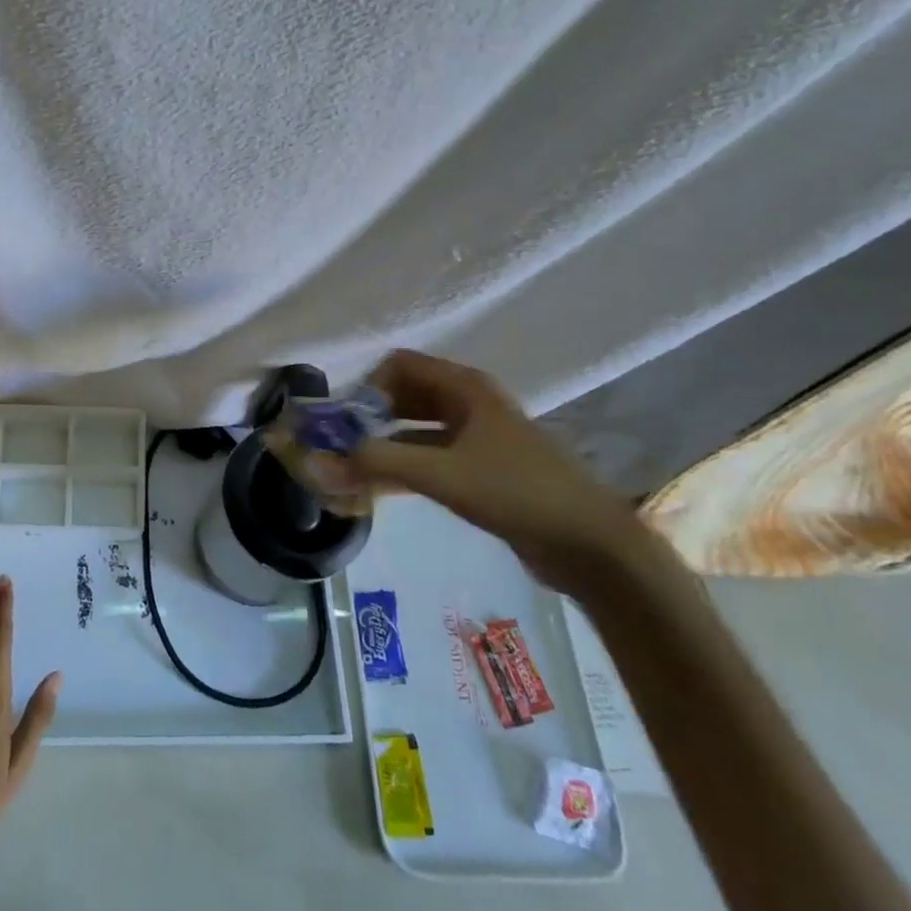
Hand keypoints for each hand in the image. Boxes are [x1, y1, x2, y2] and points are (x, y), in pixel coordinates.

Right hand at [331, 351, 658, 595]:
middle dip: (369, 418)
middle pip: (404, 396)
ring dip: (382, 446)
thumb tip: (319, 462)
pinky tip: (375, 492)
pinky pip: (429, 458)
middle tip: (339, 448)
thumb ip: (378, 463)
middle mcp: (467, 403)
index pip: (399, 365)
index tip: (346, 421)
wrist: (591, 545)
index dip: (367, 385)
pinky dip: (401, 469)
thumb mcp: (442, 473)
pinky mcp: (479, 470)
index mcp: (464, 387)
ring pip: (414, 430)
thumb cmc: (517, 491)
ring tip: (349, 472)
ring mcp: (475, 437)